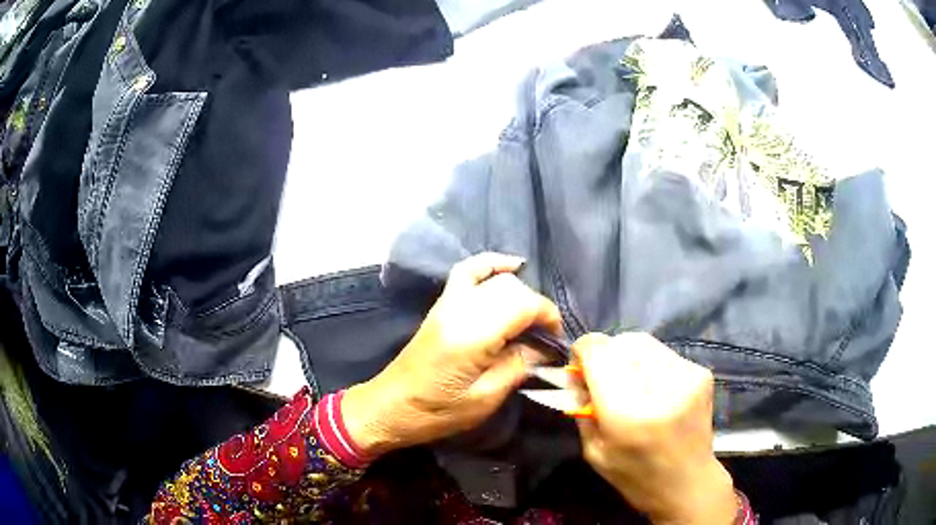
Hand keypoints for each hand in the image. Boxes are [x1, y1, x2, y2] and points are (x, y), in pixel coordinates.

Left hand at [342, 253, 560, 456]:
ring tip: (530, 318)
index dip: (548, 317)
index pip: (523, 305)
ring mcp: (448, 302)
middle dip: (537, 308)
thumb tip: (543, 348)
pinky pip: (468, 271)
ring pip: (495, 278)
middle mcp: (460, 309)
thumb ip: (518, 366)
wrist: (391, 406)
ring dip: (520, 293)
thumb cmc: (438, 411)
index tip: (556, 340)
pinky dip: (492, 264)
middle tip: (544, 337)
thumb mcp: (486, 398)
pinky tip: (513, 266)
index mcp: (472, 335)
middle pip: (512, 290)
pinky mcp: (441, 303)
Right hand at [574, 333, 736, 524]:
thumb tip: (575, 372)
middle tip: (605, 381)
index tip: (579, 368)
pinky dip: (650, 364)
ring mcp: (686, 377)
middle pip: (621, 342)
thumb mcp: (594, 451)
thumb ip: (581, 407)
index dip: (582, 352)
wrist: (689, 484)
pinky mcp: (701, 373)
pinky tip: (654, 390)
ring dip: (628, 358)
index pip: (598, 351)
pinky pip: (663, 353)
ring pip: (643, 342)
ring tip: (631, 385)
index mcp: (627, 413)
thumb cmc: (635, 476)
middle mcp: (661, 387)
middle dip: (605, 356)